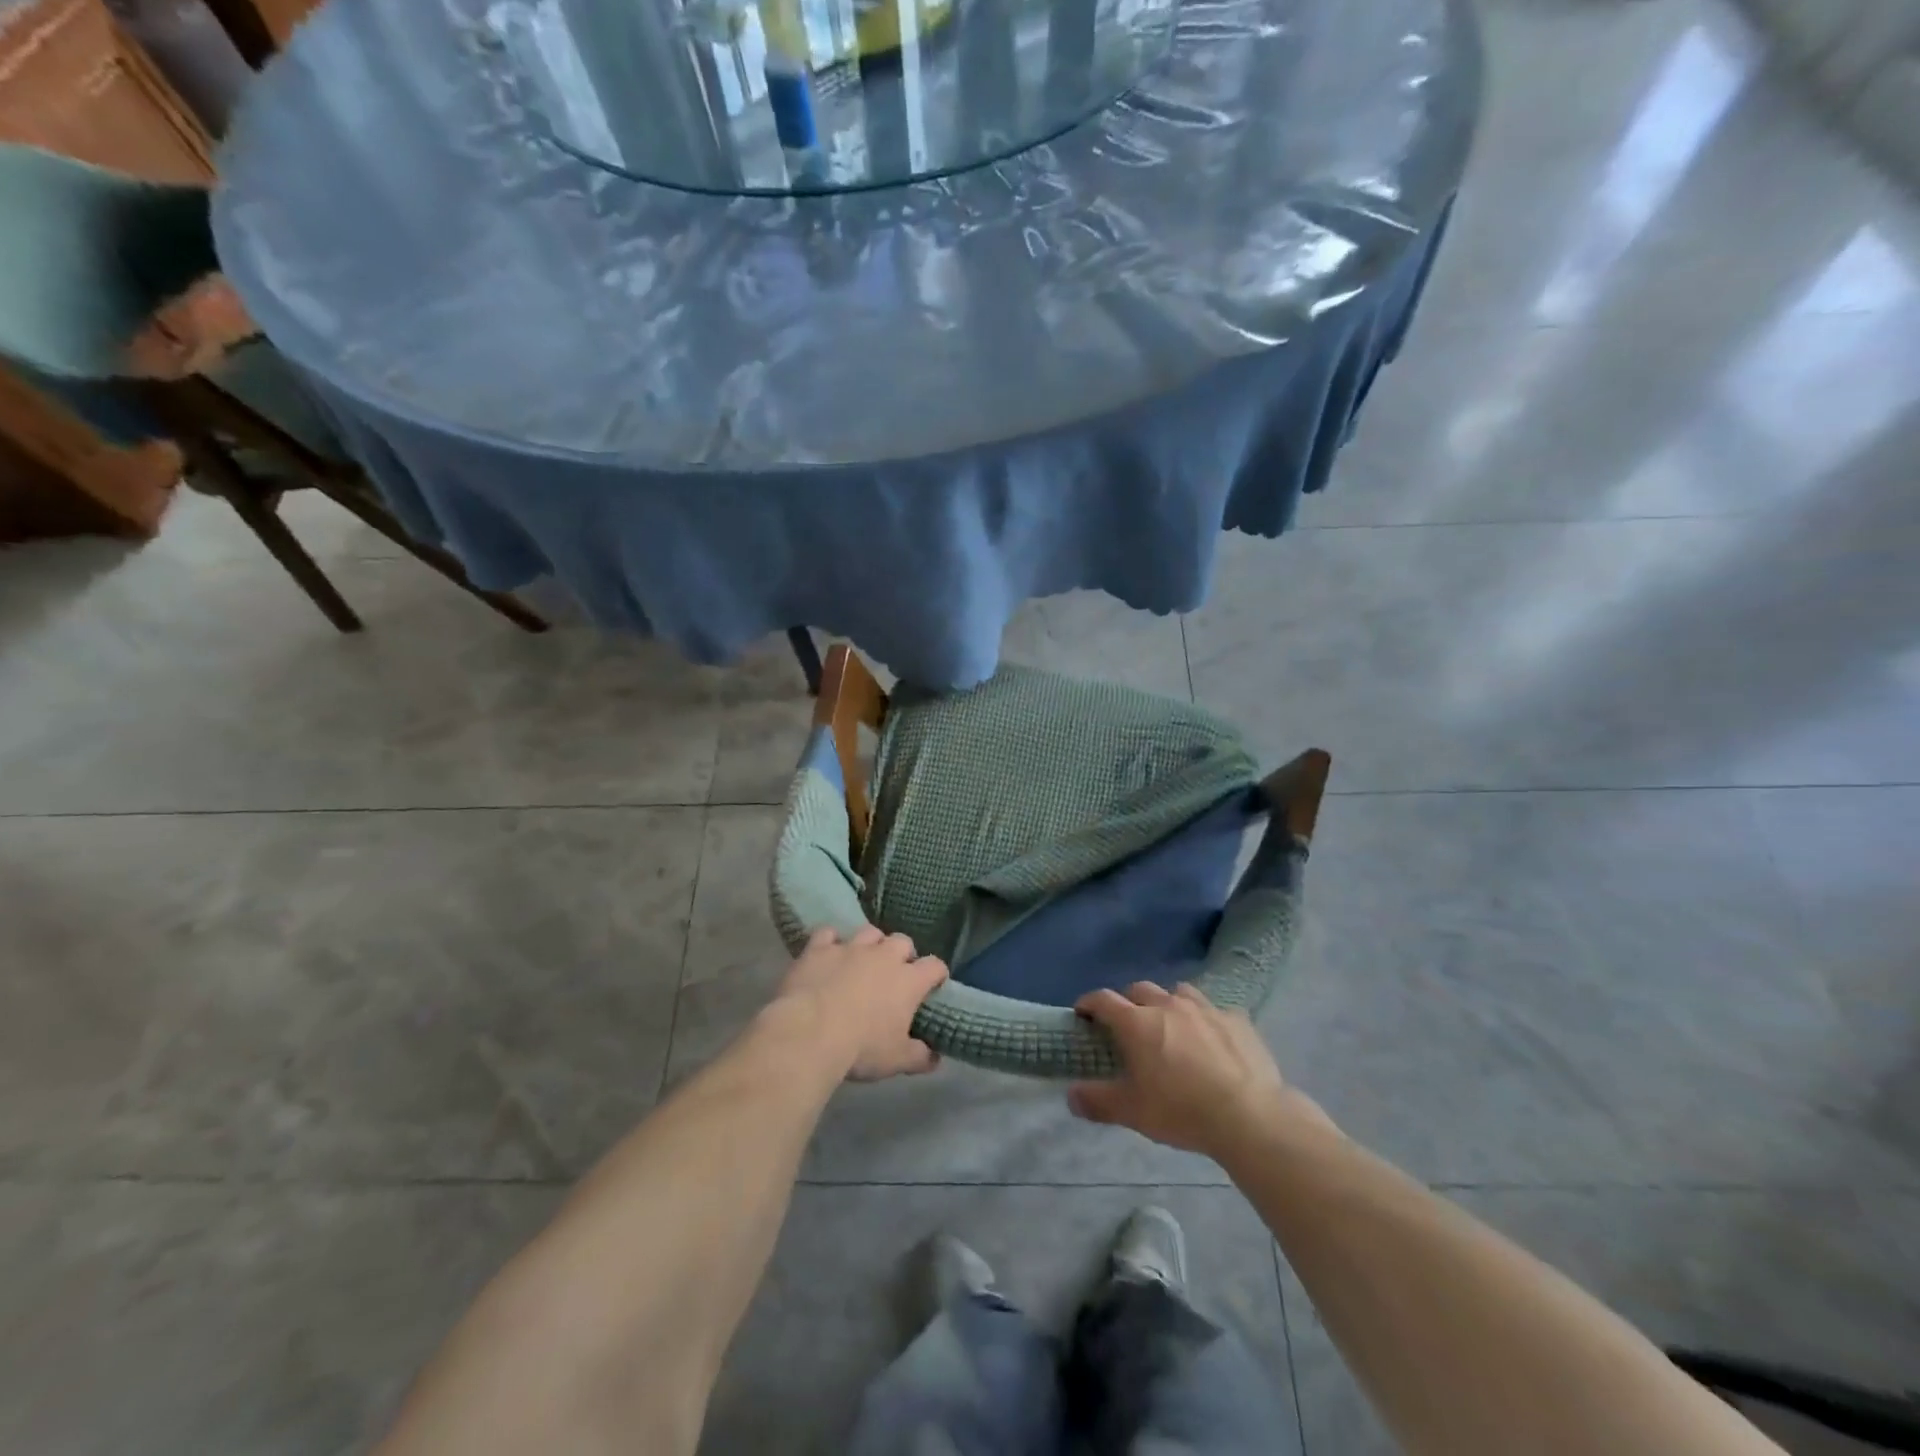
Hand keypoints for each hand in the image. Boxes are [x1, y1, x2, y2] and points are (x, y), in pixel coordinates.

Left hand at [773, 926, 948, 1081]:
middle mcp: (883, 956)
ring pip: (870, 932)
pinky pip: (828, 934)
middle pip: (903, 941)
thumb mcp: (897, 1061)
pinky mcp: (819, 949)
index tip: (934, 985)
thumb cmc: (861, 1048)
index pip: (935, 966)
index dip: (937, 974)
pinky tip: (828, 952)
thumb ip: (920, 1057)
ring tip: (864, 960)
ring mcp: (850, 948)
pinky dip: (830, 941)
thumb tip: (935, 1057)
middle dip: (903, 954)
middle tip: (896, 974)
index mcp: (908, 981)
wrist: (810, 1033)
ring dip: (871, 943)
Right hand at [1068, 982, 1329, 1159]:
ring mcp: (1205, 1008)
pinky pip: (1215, 1010)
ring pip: (1178, 992)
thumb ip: (1097, 1101)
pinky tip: (1212, 1039)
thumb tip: (1070, 1096)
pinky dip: (1206, 1019)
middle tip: (1127, 1025)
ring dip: (1167, 1003)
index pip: (1103, 1000)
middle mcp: (1168, 1005)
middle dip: (1128, 1001)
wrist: (1249, 1116)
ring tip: (1170, 1025)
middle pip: (1139, 989)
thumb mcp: (1132, 1112)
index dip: (1089, 1003)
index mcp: (1137, 1022)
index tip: (1082, 1014)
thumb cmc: (1182, 1110)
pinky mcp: (1237, 1019)